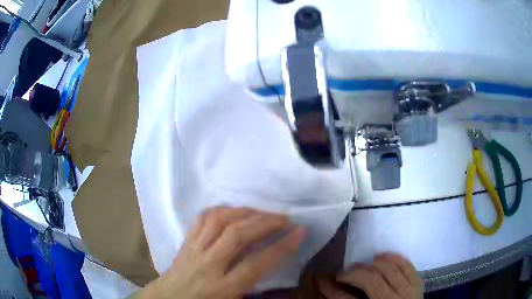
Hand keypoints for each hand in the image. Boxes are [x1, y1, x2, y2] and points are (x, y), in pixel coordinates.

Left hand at [139, 207, 304, 298]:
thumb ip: (251, 290)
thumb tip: (271, 270)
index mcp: (222, 288)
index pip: (256, 264)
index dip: (281, 247)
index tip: (300, 232)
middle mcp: (207, 265)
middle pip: (237, 235)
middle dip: (266, 222)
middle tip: (285, 218)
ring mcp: (193, 250)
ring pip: (219, 221)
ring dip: (245, 212)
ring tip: (262, 213)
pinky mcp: (185, 242)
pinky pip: (202, 219)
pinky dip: (221, 210)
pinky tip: (234, 211)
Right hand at [318, 253, 422, 298]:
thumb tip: (329, 289)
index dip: (333, 289)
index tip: (322, 280)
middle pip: (372, 279)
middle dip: (353, 273)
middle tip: (342, 274)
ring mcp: (409, 290)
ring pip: (389, 268)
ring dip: (370, 264)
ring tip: (360, 266)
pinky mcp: (418, 282)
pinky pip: (406, 264)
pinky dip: (392, 258)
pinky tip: (381, 257)